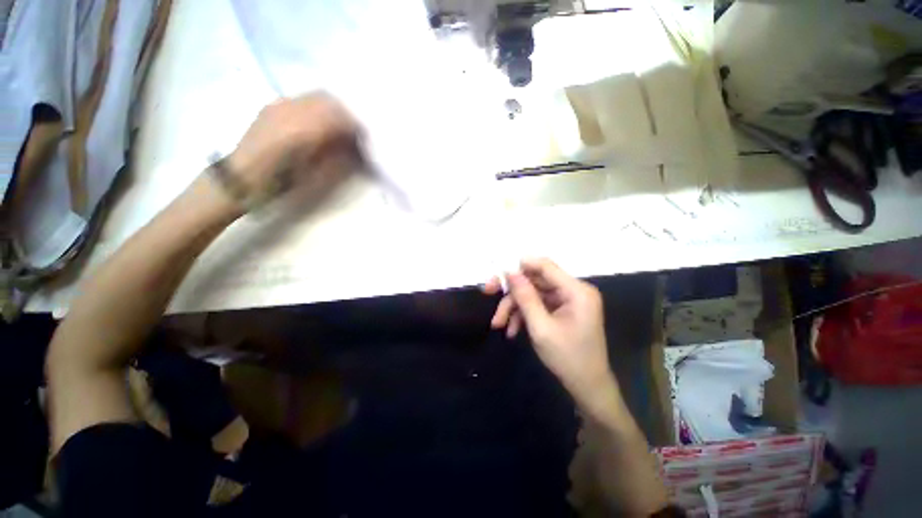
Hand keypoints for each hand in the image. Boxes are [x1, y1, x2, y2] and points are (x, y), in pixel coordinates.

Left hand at [228, 93, 359, 194]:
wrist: (241, 178)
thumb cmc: (280, 184)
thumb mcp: (315, 177)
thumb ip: (338, 158)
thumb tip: (355, 148)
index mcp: (304, 131)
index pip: (340, 118)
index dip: (356, 128)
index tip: (364, 141)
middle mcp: (291, 110)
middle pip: (330, 101)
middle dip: (347, 116)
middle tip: (355, 134)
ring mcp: (280, 104)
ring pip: (317, 96)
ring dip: (333, 110)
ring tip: (339, 128)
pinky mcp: (273, 105)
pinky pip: (303, 98)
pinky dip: (318, 107)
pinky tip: (319, 123)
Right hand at [483, 258, 615, 405]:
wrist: (587, 387)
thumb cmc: (568, 358)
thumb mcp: (541, 327)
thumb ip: (525, 297)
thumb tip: (510, 272)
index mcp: (576, 291)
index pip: (545, 266)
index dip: (520, 265)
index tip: (498, 272)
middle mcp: (573, 290)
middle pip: (535, 280)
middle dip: (512, 291)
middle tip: (487, 292)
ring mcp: (567, 301)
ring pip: (533, 294)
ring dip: (514, 307)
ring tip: (498, 324)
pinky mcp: (561, 310)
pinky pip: (538, 305)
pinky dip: (523, 315)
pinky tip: (512, 330)